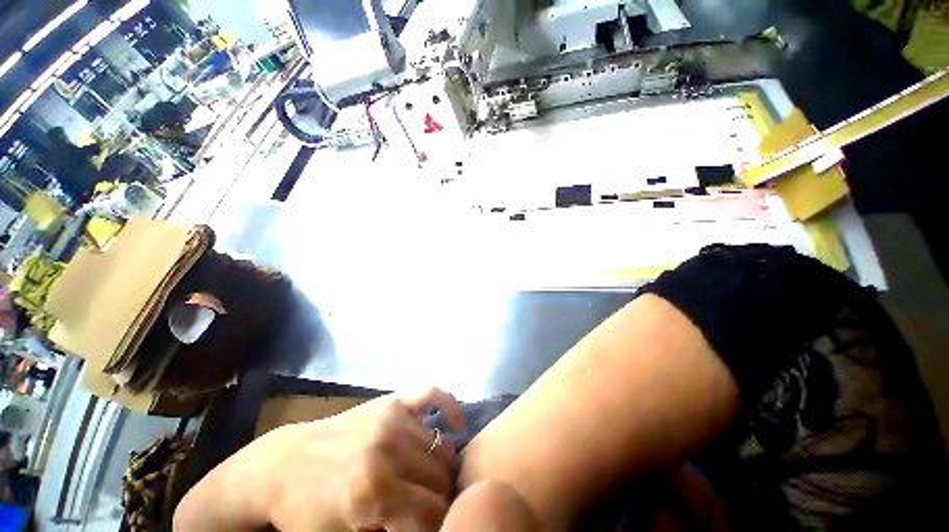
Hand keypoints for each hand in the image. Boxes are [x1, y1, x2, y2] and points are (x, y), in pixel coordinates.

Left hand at [175, 388, 465, 531]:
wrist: (281, 464)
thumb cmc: (306, 511)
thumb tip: (429, 527)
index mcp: (372, 494)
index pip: (430, 514)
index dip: (437, 526)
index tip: (434, 529)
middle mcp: (388, 451)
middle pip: (438, 480)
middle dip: (438, 499)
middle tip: (429, 506)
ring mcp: (392, 418)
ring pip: (439, 448)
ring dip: (440, 467)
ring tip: (429, 478)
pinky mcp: (392, 400)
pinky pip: (432, 394)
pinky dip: (450, 406)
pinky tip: (457, 423)